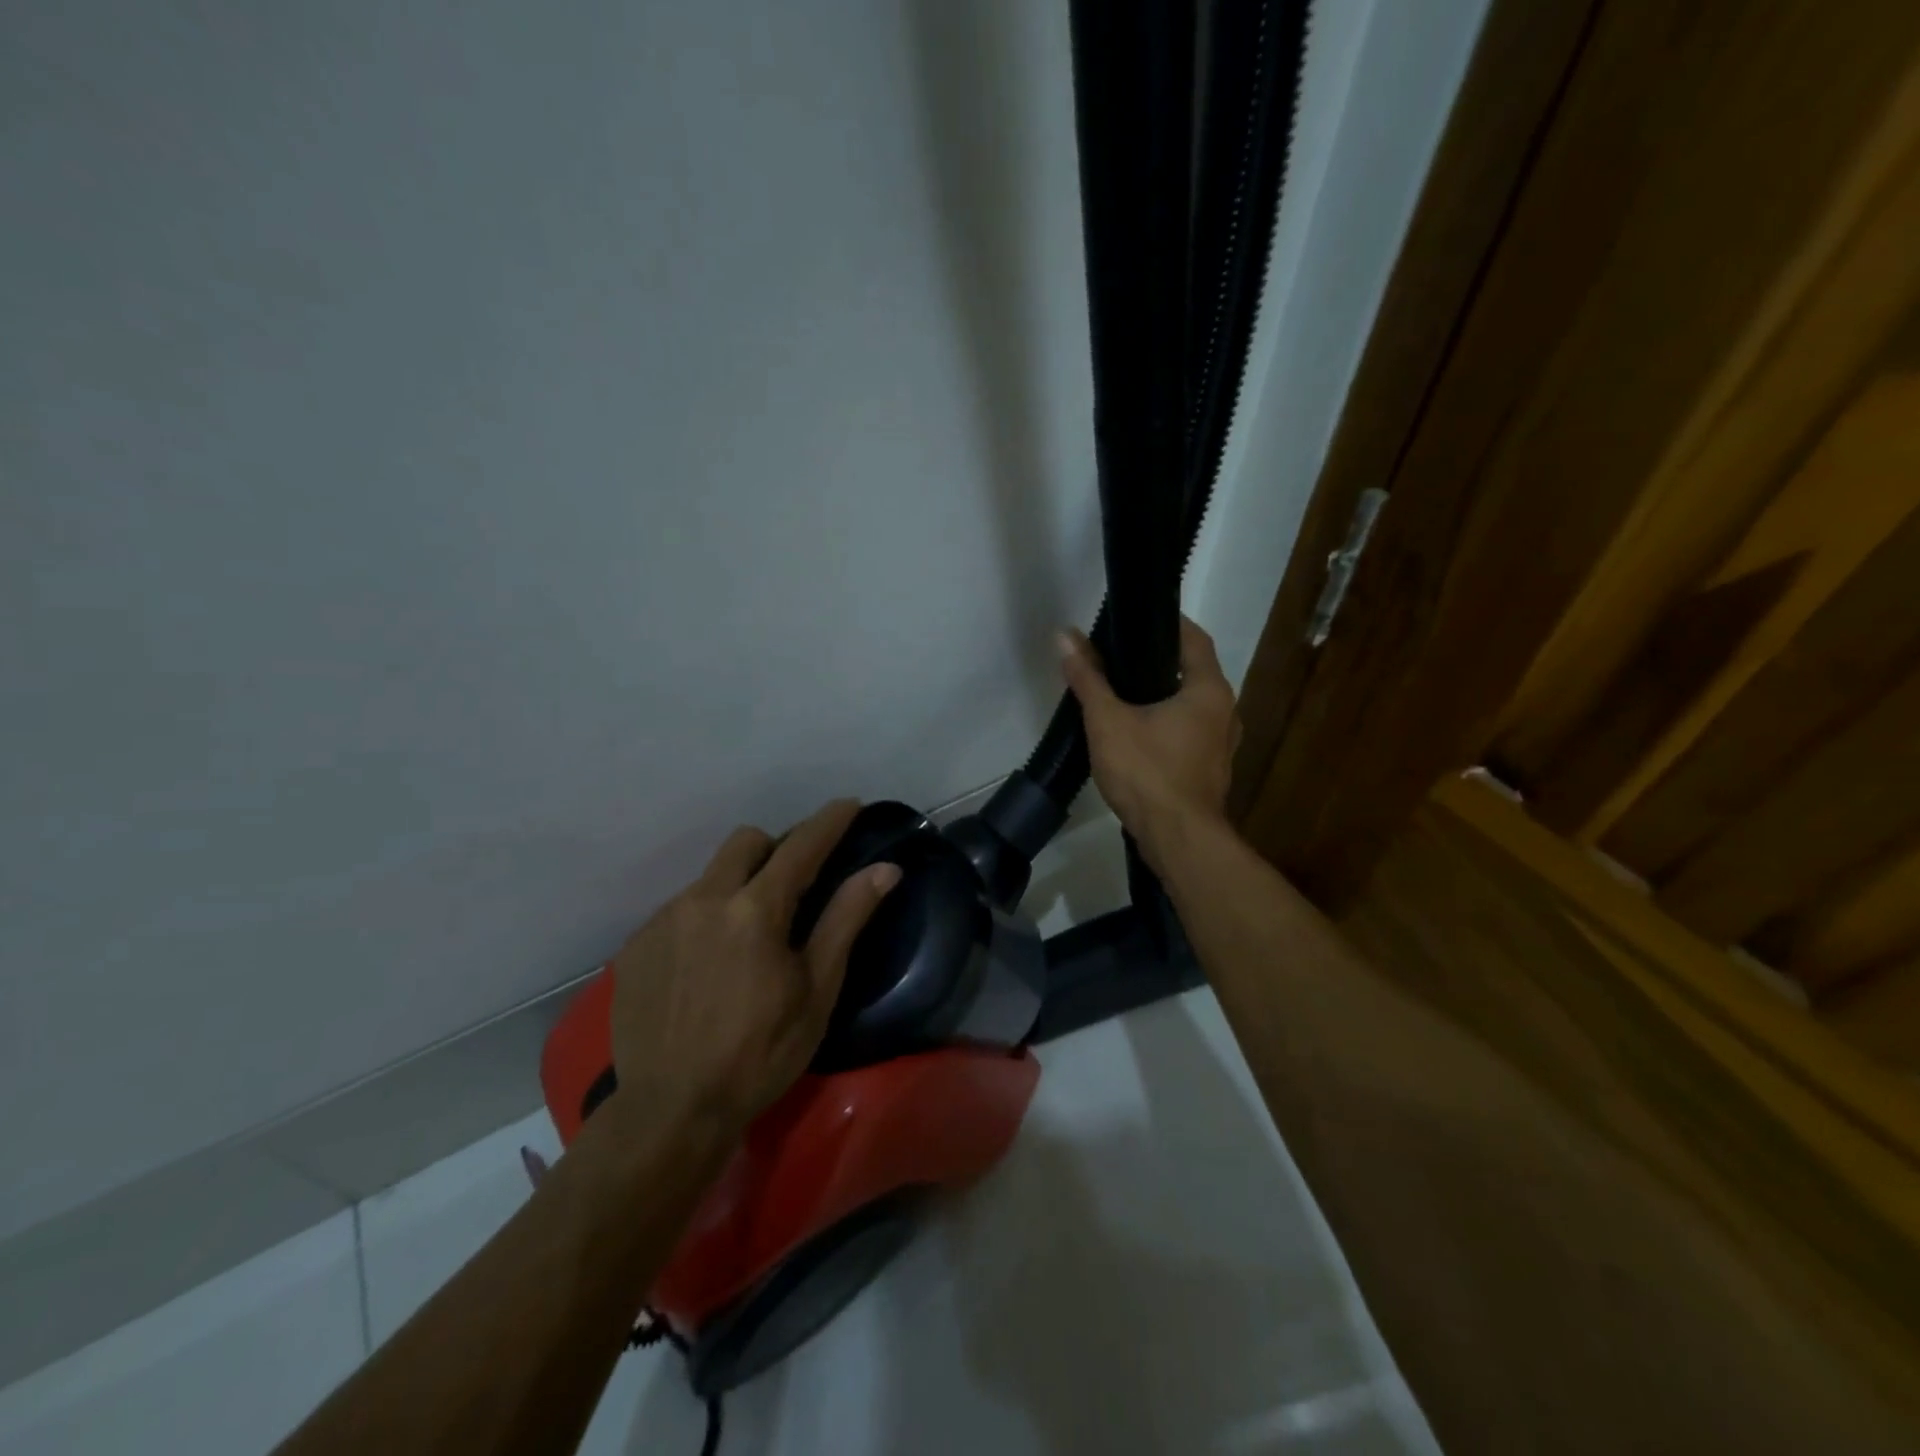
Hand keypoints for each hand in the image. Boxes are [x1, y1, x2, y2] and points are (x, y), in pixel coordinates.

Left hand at [607, 799, 899, 1138]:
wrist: (670, 1110)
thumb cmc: (760, 1053)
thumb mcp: (816, 989)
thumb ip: (847, 919)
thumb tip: (885, 869)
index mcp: (755, 909)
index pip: (801, 846)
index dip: (829, 821)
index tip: (848, 804)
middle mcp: (704, 899)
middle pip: (746, 842)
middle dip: (776, 848)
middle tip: (794, 886)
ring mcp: (663, 920)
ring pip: (711, 876)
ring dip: (738, 886)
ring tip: (746, 936)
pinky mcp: (636, 945)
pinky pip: (680, 909)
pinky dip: (705, 918)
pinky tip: (707, 964)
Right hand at [1059, 616, 1240, 871]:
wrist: (1178, 840)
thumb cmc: (1147, 772)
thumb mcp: (1108, 721)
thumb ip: (1088, 677)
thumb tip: (1064, 635)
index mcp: (1208, 690)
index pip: (1194, 638)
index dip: (1168, 623)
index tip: (1137, 618)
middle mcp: (1225, 712)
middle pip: (1193, 672)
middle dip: (1159, 661)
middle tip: (1120, 656)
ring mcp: (1221, 744)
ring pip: (1191, 706)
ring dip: (1163, 696)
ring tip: (1123, 693)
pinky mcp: (1210, 770)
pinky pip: (1189, 733)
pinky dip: (1167, 724)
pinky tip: (1137, 733)